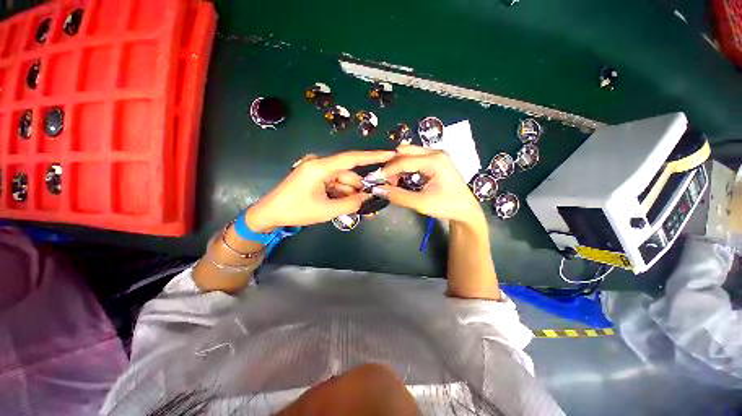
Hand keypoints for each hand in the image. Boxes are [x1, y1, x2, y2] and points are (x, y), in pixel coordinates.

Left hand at [245, 150, 395, 231]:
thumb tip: (368, 197)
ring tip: (344, 208)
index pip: (351, 159)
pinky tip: (338, 204)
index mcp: (319, 167)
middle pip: (348, 174)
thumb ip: (350, 204)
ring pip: (342, 180)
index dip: (372, 156)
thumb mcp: (326, 210)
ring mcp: (317, 169)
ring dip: (347, 194)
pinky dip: (340, 193)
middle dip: (356, 189)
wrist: (270, 213)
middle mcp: (319, 163)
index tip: (390, 154)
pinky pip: (335, 183)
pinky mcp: (315, 176)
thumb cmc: (296, 211)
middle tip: (364, 204)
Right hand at [376, 145, 484, 224]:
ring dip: (397, 164)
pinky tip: (402, 177)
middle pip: (405, 151)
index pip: (404, 161)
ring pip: (409, 153)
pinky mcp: (435, 160)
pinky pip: (414, 158)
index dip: (387, 170)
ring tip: (393, 181)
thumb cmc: (446, 206)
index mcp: (435, 161)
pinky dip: (404, 166)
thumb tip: (377, 189)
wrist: (465, 210)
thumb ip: (398, 196)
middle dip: (392, 164)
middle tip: (385, 180)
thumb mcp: (421, 203)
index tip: (375, 179)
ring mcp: (436, 155)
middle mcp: (435, 153)